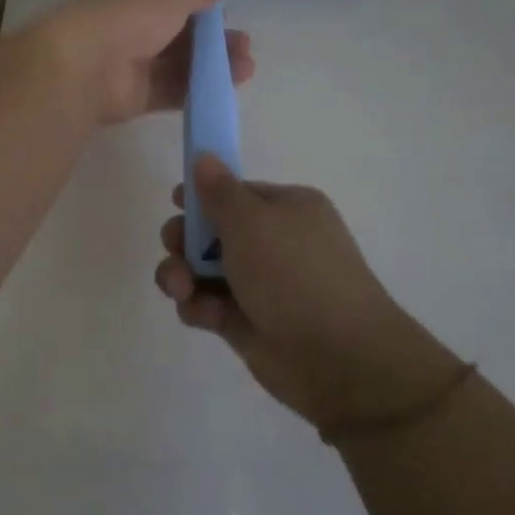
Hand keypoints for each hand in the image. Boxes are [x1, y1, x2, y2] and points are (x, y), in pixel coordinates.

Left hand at [35, 0, 255, 125]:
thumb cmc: (131, 14)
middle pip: (181, 34)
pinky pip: (173, 91)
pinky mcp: (137, 96)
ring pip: (181, 64)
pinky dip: (199, 89)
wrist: (88, 64)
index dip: (201, 6)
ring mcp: (134, 63)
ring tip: (246, 68)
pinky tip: (227, 88)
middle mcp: (133, 27)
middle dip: (215, 40)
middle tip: (244, 46)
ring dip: (215, 65)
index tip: (226, 14)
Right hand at [154, 156, 463, 432]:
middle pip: (210, 232)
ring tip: (181, 289)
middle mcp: (273, 243)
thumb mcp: (252, 222)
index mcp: (286, 209)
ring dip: (182, 275)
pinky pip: (207, 304)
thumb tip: (204, 156)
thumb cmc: (295, 274)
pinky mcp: (246, 322)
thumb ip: (219, 191)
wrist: (338, 358)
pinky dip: (198, 307)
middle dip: (185, 239)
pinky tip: (203, 315)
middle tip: (176, 248)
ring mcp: (259, 285)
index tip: (176, 202)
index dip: (202, 196)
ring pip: (202, 270)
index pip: (234, 192)